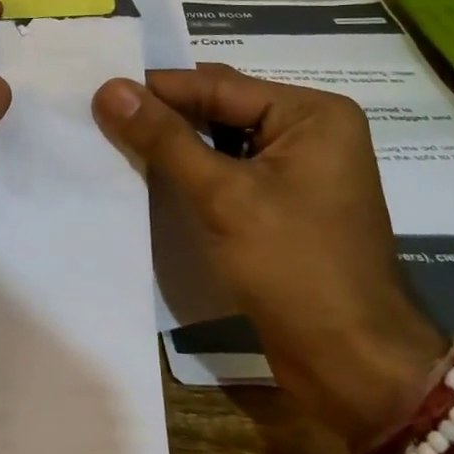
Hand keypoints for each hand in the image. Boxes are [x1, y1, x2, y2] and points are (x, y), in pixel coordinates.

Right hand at [94, 64, 443, 447]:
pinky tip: (151, 175)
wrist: (353, 368)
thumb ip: (164, 138)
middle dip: (165, 114)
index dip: (157, 88)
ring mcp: (299, 169)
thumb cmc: (296, 268)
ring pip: (221, 141)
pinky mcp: (284, 204)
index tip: (100, 89)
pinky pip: (229, 172)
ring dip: (174, 144)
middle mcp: (309, 131)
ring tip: (116, 138)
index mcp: (311, 114)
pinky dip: (192, 172)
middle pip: (221, 108)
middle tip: (103, 112)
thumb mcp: (223, 196)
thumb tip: (108, 88)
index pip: (218, 85)